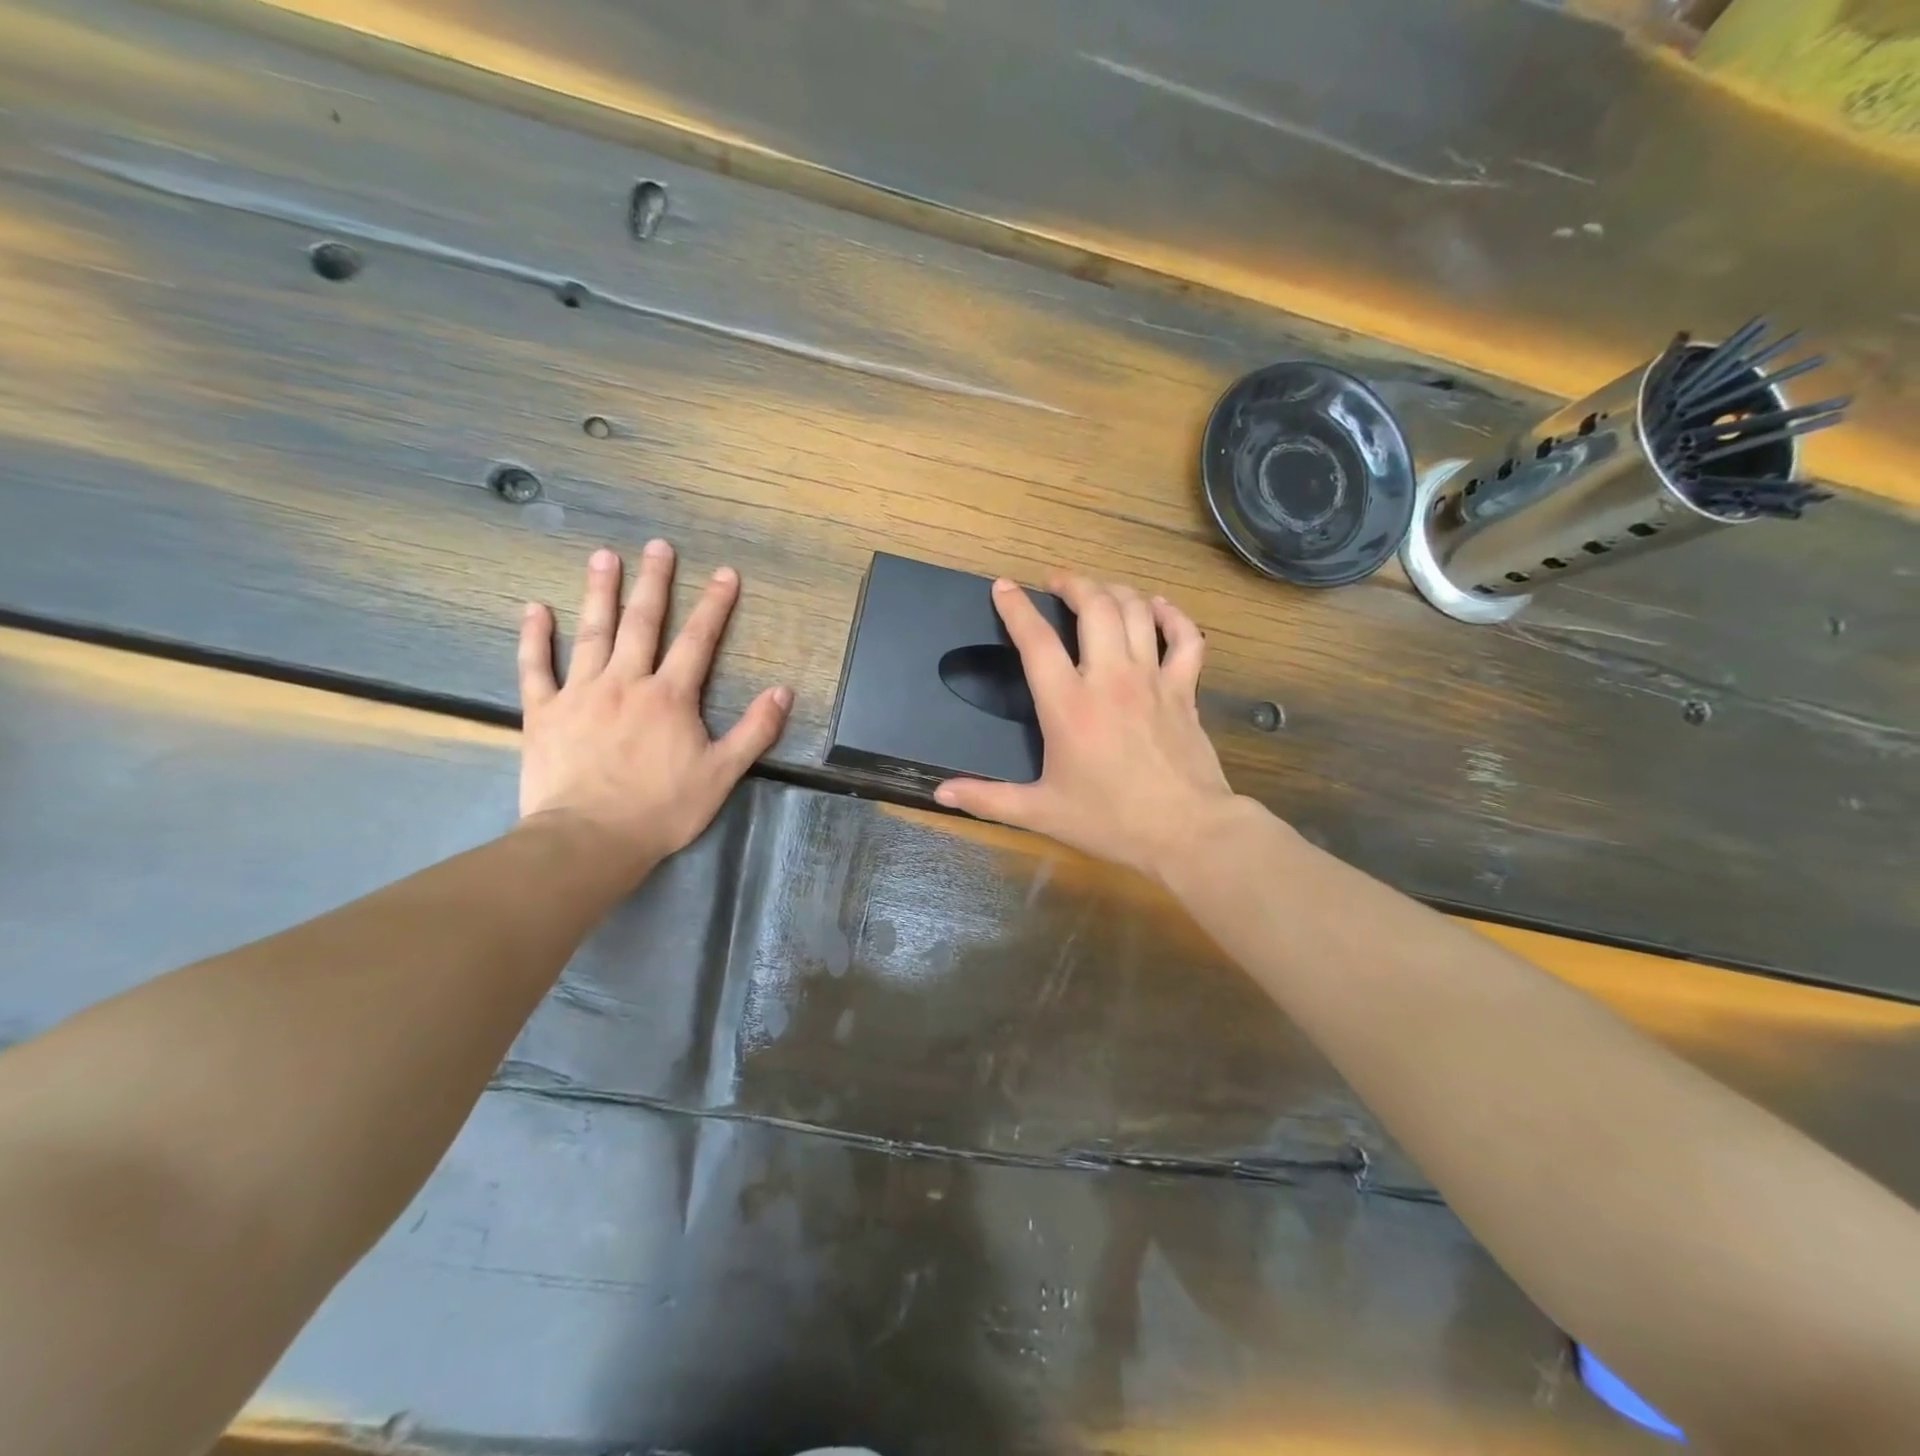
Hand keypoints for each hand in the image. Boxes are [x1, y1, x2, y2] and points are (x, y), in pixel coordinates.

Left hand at [517, 543, 790, 878]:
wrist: (590, 839)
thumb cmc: (662, 809)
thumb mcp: (722, 774)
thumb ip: (755, 730)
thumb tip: (783, 691)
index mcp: (670, 697)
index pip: (698, 641)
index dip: (714, 605)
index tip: (725, 573)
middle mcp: (626, 682)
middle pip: (642, 623)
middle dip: (654, 582)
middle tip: (657, 546)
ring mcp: (581, 693)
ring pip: (592, 633)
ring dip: (599, 593)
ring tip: (603, 556)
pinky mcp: (544, 713)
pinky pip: (536, 668)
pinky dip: (534, 637)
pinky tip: (534, 608)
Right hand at [934, 573, 1243, 882]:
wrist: (1186, 832)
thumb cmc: (1109, 821)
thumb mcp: (1040, 812)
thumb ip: (987, 799)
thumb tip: (940, 793)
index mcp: (1068, 705)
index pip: (1036, 640)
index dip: (1016, 608)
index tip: (1004, 587)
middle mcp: (1110, 678)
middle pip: (1094, 606)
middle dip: (1073, 584)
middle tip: (1057, 583)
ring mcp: (1152, 679)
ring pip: (1136, 611)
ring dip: (1114, 591)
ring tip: (1098, 591)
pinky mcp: (1184, 690)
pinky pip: (1185, 638)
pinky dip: (1172, 616)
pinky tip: (1157, 607)